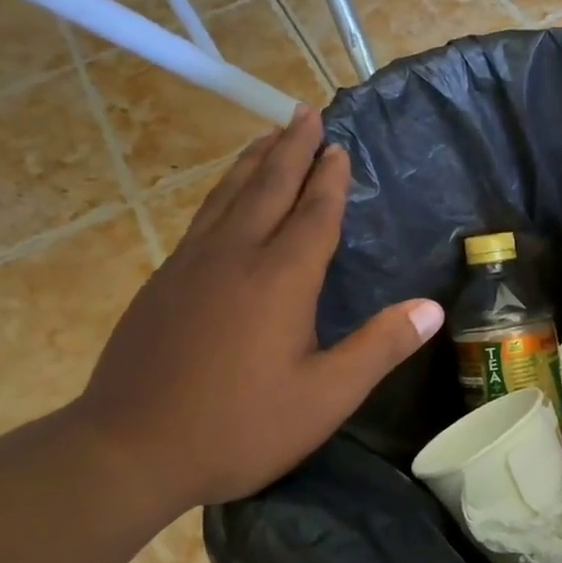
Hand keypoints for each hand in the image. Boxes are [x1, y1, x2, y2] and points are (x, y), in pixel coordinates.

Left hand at [72, 107, 444, 510]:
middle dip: (290, 149)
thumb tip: (432, 308)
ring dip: (252, 162)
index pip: (312, 214)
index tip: (339, 144)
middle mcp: (234, 258)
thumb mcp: (326, 397)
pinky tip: (224, 200)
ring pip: (226, 197)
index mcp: (280, 280)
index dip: (329, 179)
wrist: (129, 450)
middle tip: (304, 112)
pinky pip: (202, 219)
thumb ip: (380, 347)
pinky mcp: (162, 284)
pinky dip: (221, 194)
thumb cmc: (241, 426)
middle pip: (266, 188)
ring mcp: (190, 267)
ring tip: (268, 135)